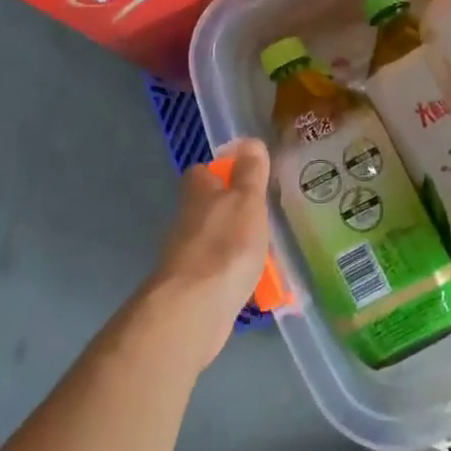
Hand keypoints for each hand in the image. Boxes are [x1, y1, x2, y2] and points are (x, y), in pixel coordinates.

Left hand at [145, 139, 271, 369]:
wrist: (194, 309)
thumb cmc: (226, 244)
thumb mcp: (247, 200)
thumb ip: (250, 172)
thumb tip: (249, 141)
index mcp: (197, 192)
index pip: (202, 172)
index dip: (221, 171)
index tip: (246, 178)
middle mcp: (185, 219)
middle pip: (206, 207)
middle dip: (229, 210)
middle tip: (262, 217)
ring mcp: (185, 256)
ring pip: (211, 240)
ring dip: (232, 243)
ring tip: (264, 251)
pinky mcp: (190, 288)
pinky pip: (215, 272)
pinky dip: (230, 273)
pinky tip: (252, 282)